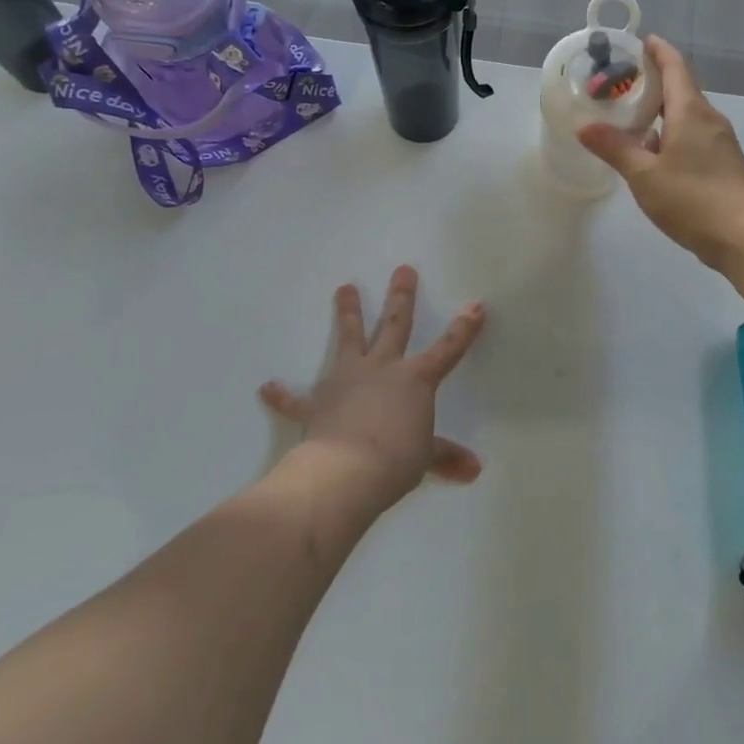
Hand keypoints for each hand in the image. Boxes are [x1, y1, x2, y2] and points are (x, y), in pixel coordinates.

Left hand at [258, 266, 484, 507]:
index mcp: (414, 379)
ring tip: (344, 287)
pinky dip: (282, 395)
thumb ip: (447, 457)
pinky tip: (267, 388)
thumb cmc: (395, 460)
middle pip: (394, 325)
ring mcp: (347, 380)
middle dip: (401, 296)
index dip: (464, 329)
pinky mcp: (317, 402)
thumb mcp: (426, 458)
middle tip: (403, 269)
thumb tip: (475, 470)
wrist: (345, 473)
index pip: (447, 350)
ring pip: (349, 338)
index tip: (475, 305)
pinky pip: (296, 398)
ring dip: (347, 313)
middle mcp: (382, 368)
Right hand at [578, 35, 743, 269]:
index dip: (659, 51)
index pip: (676, 67)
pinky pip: (694, 137)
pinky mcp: (724, 164)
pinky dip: (672, 134)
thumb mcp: (644, 174)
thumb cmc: (693, 198)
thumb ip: (614, 148)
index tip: (642, 41)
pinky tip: (654, 154)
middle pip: (682, 89)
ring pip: (687, 116)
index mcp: (691, 112)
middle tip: (623, 82)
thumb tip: (584, 125)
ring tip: (632, 118)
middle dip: (655, 82)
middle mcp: (709, 119)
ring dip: (662, 111)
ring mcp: (720, 143)